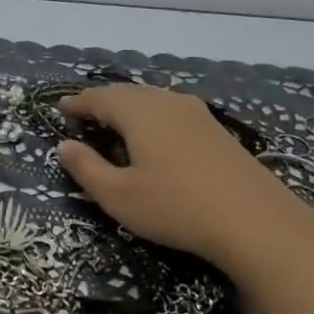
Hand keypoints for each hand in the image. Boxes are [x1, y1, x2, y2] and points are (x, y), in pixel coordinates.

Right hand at [55, 83, 297, 264]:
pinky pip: (171, 111)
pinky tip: (152, 139)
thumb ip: (86, 168)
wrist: (253, 221)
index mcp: (139, 112)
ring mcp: (196, 113)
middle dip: (101, 103)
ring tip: (113, 127)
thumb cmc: (175, 207)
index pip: (99, 97)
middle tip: (82, 119)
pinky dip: (150, 117)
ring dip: (127, 109)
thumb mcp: (118, 196)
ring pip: (151, 100)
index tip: (59, 110)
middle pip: (126, 93)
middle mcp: (167, 101)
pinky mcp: (215, 129)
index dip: (76, 103)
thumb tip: (64, 145)